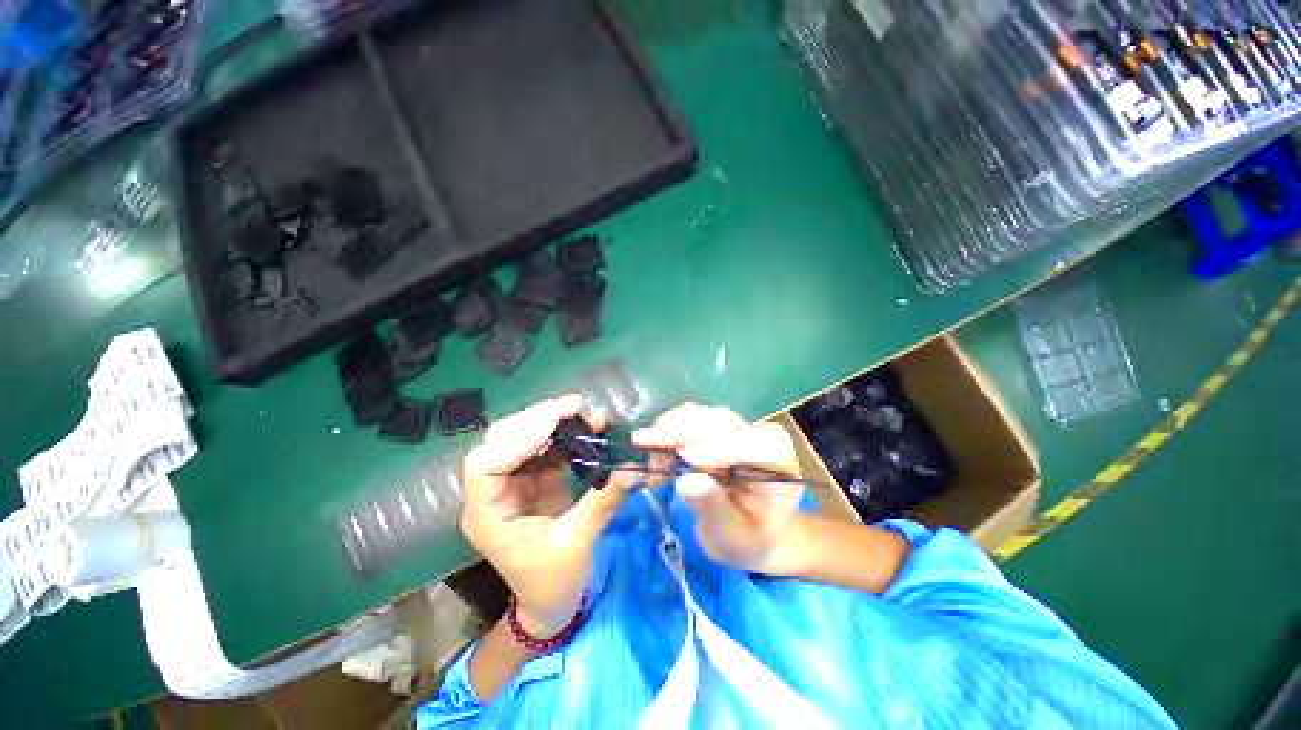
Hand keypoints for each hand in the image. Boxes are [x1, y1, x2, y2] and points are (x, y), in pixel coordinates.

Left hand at [461, 395, 639, 637]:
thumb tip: (631, 468)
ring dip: (552, 421)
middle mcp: (493, 494)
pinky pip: (543, 447)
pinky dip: (563, 434)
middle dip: (537, 419)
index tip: (553, 425)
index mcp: (488, 516)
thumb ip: (603, 502)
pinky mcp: (533, 480)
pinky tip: (584, 427)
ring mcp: (512, 484)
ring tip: (584, 412)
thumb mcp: (577, 544)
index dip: (517, 441)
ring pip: (522, 438)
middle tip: (575, 406)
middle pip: (501, 442)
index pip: (486, 466)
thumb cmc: (553, 584)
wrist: (550, 605)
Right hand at [631, 404, 804, 574]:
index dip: (719, 446)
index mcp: (778, 461)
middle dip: (681, 432)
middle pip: (720, 422)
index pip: (752, 445)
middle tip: (643, 442)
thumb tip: (687, 483)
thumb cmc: (747, 539)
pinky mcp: (716, 428)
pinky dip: (668, 430)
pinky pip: (689, 419)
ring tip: (648, 454)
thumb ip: (715, 509)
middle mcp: (758, 435)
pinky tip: (654, 450)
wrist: (749, 530)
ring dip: (670, 429)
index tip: (685, 456)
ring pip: (701, 415)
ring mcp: (736, 428)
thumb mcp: (733, 537)